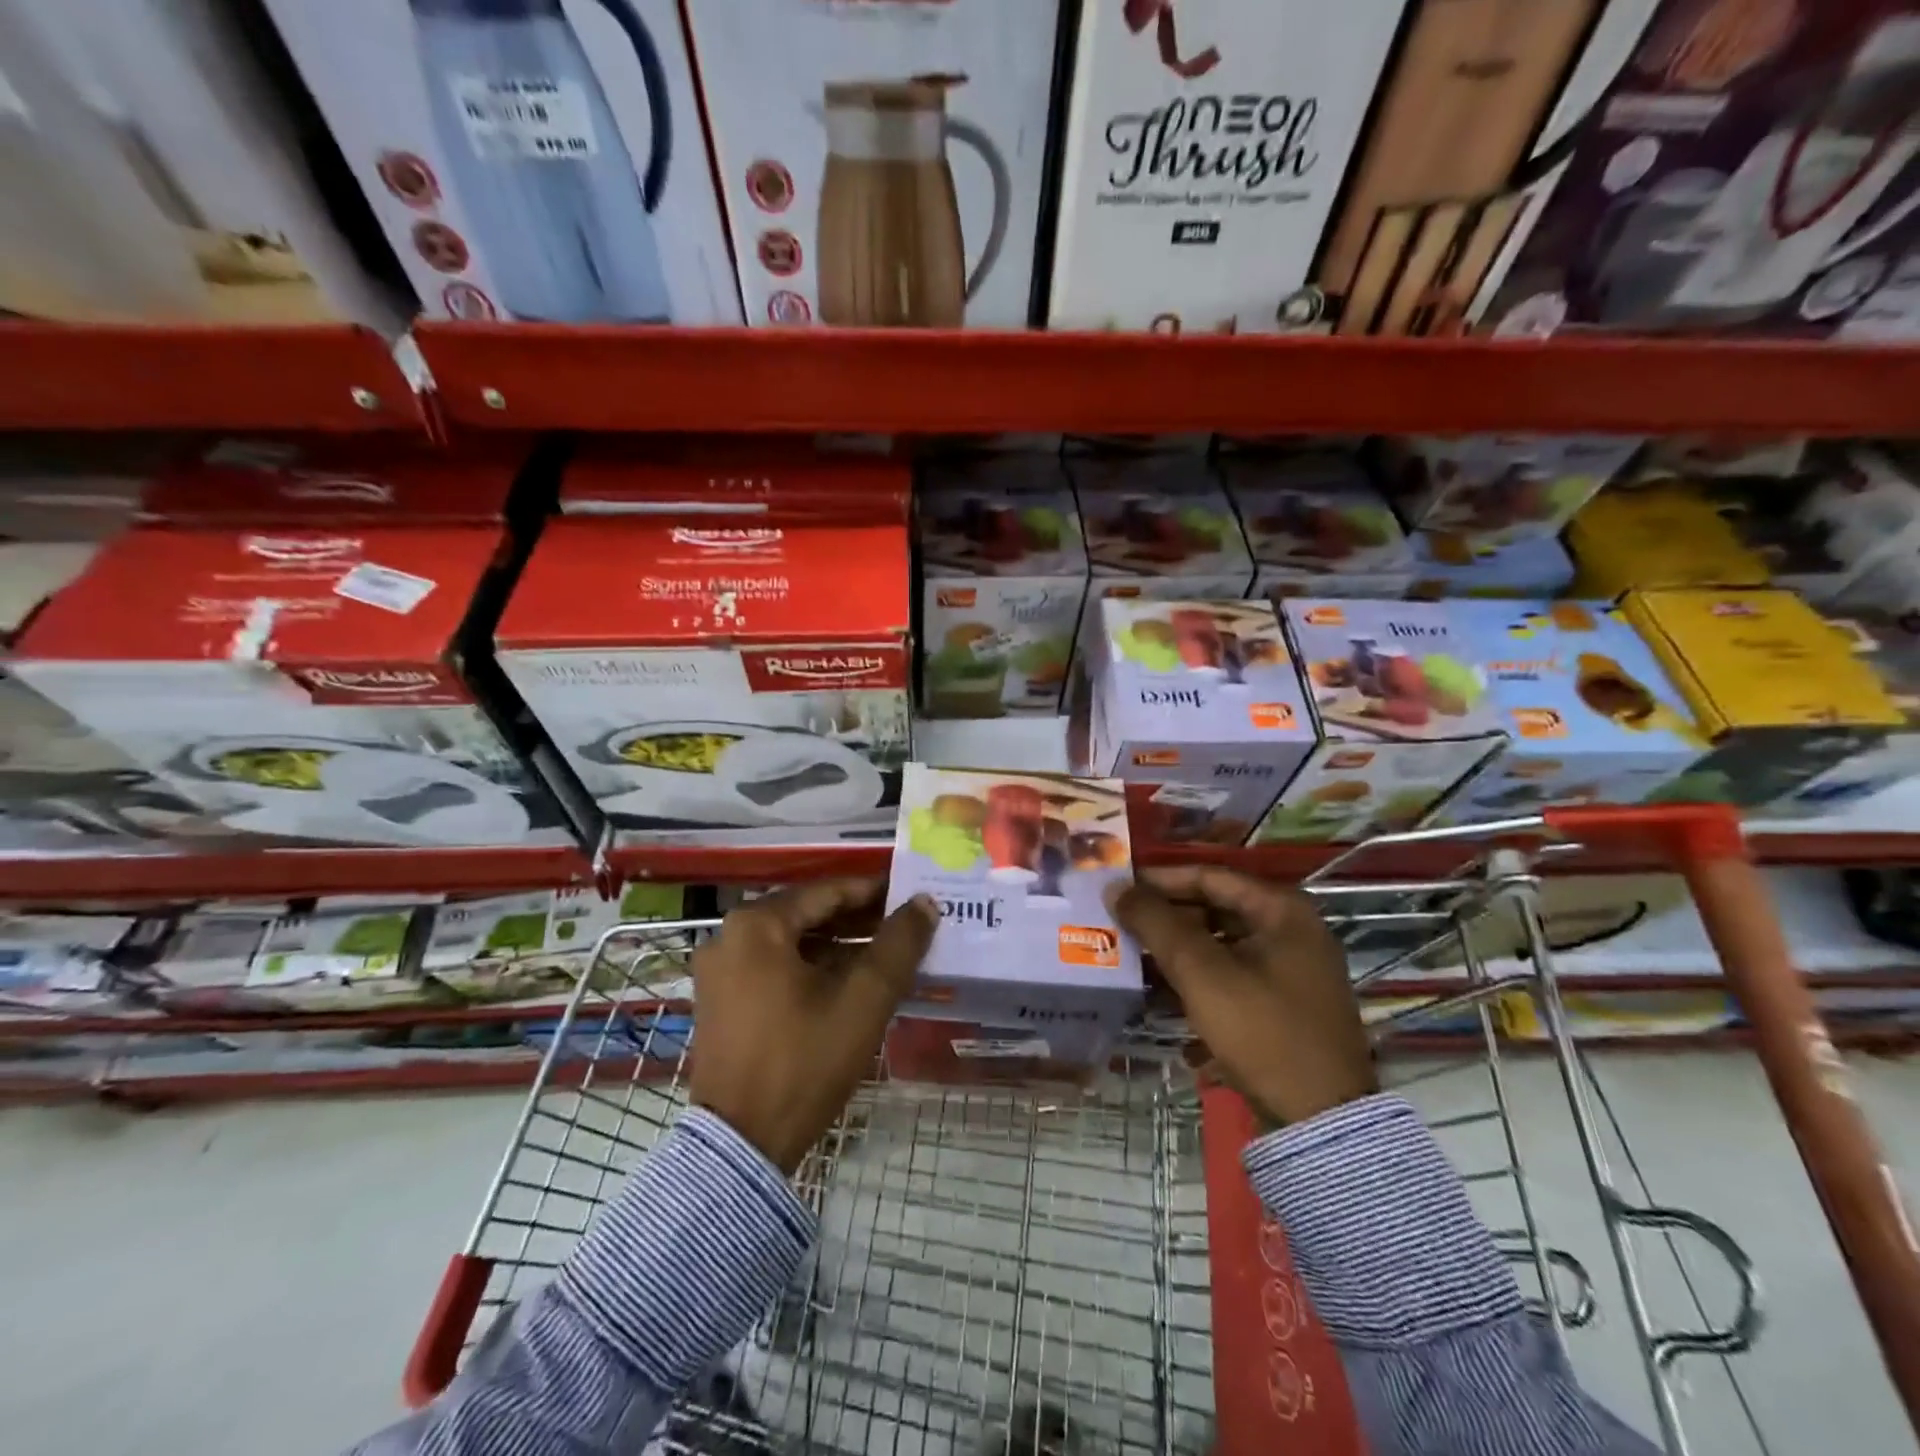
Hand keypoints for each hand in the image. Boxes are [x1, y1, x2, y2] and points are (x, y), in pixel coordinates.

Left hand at [690, 878, 936, 1172]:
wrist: (741, 1145)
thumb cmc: (804, 1061)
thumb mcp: (863, 1000)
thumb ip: (898, 945)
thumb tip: (925, 902)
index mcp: (756, 925)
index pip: (827, 891)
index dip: (874, 891)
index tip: (911, 893)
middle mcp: (728, 936)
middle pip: (807, 914)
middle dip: (857, 918)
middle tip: (903, 924)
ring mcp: (719, 971)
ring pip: (791, 941)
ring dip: (836, 944)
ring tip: (884, 952)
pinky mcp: (720, 1001)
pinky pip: (774, 966)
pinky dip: (811, 967)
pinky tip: (847, 981)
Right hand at [1108, 866, 1375, 1126]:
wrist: (1321, 1120)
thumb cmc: (1262, 1031)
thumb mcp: (1202, 973)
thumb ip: (1157, 924)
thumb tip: (1115, 887)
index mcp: (1282, 910)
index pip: (1208, 876)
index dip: (1159, 880)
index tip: (1118, 888)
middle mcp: (1291, 929)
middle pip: (1214, 908)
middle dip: (1165, 917)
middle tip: (1119, 923)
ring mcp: (1290, 968)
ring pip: (1219, 942)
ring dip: (1176, 949)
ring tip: (1131, 957)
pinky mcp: (1282, 1002)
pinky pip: (1230, 972)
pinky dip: (1196, 976)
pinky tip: (1160, 992)